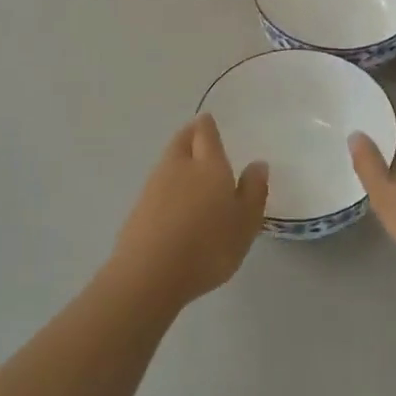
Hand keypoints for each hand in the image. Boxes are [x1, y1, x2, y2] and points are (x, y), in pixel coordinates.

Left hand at [110, 114, 268, 309]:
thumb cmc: (208, 246)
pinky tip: (174, 202)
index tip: (209, 121)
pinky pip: (157, 185)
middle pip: (182, 140)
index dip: (207, 126)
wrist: (149, 275)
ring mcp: (154, 186)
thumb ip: (253, 191)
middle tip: (199, 136)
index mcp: (209, 165)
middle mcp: (179, 166)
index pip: (205, 133)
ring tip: (190, 169)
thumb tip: (258, 164)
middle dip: (190, 135)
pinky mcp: (138, 209)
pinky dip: (167, 185)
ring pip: (168, 161)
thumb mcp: (245, 223)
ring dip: (178, 158)